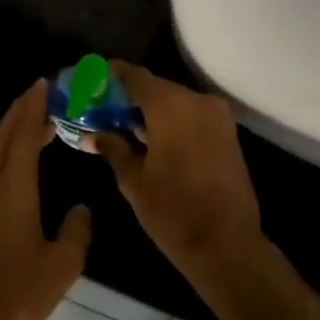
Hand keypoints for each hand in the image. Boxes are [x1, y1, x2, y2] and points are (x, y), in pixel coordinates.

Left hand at [0, 79, 92, 319]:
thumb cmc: (17, 293)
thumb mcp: (62, 264)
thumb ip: (77, 231)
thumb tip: (80, 210)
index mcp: (13, 191)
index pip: (23, 136)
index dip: (34, 108)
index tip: (45, 84)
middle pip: (2, 137)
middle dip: (20, 111)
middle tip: (42, 93)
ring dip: (12, 130)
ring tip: (35, 120)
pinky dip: (7, 152)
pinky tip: (21, 162)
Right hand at [93, 62, 263, 283]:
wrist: (225, 243)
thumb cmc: (172, 211)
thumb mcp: (133, 180)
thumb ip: (113, 148)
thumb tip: (94, 134)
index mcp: (170, 106)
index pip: (135, 76)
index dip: (111, 75)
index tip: (90, 80)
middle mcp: (197, 101)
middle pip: (156, 88)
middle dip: (129, 96)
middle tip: (102, 109)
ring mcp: (217, 116)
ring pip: (175, 102)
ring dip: (150, 111)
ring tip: (122, 126)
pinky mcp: (228, 133)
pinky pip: (192, 116)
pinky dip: (171, 121)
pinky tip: (151, 138)